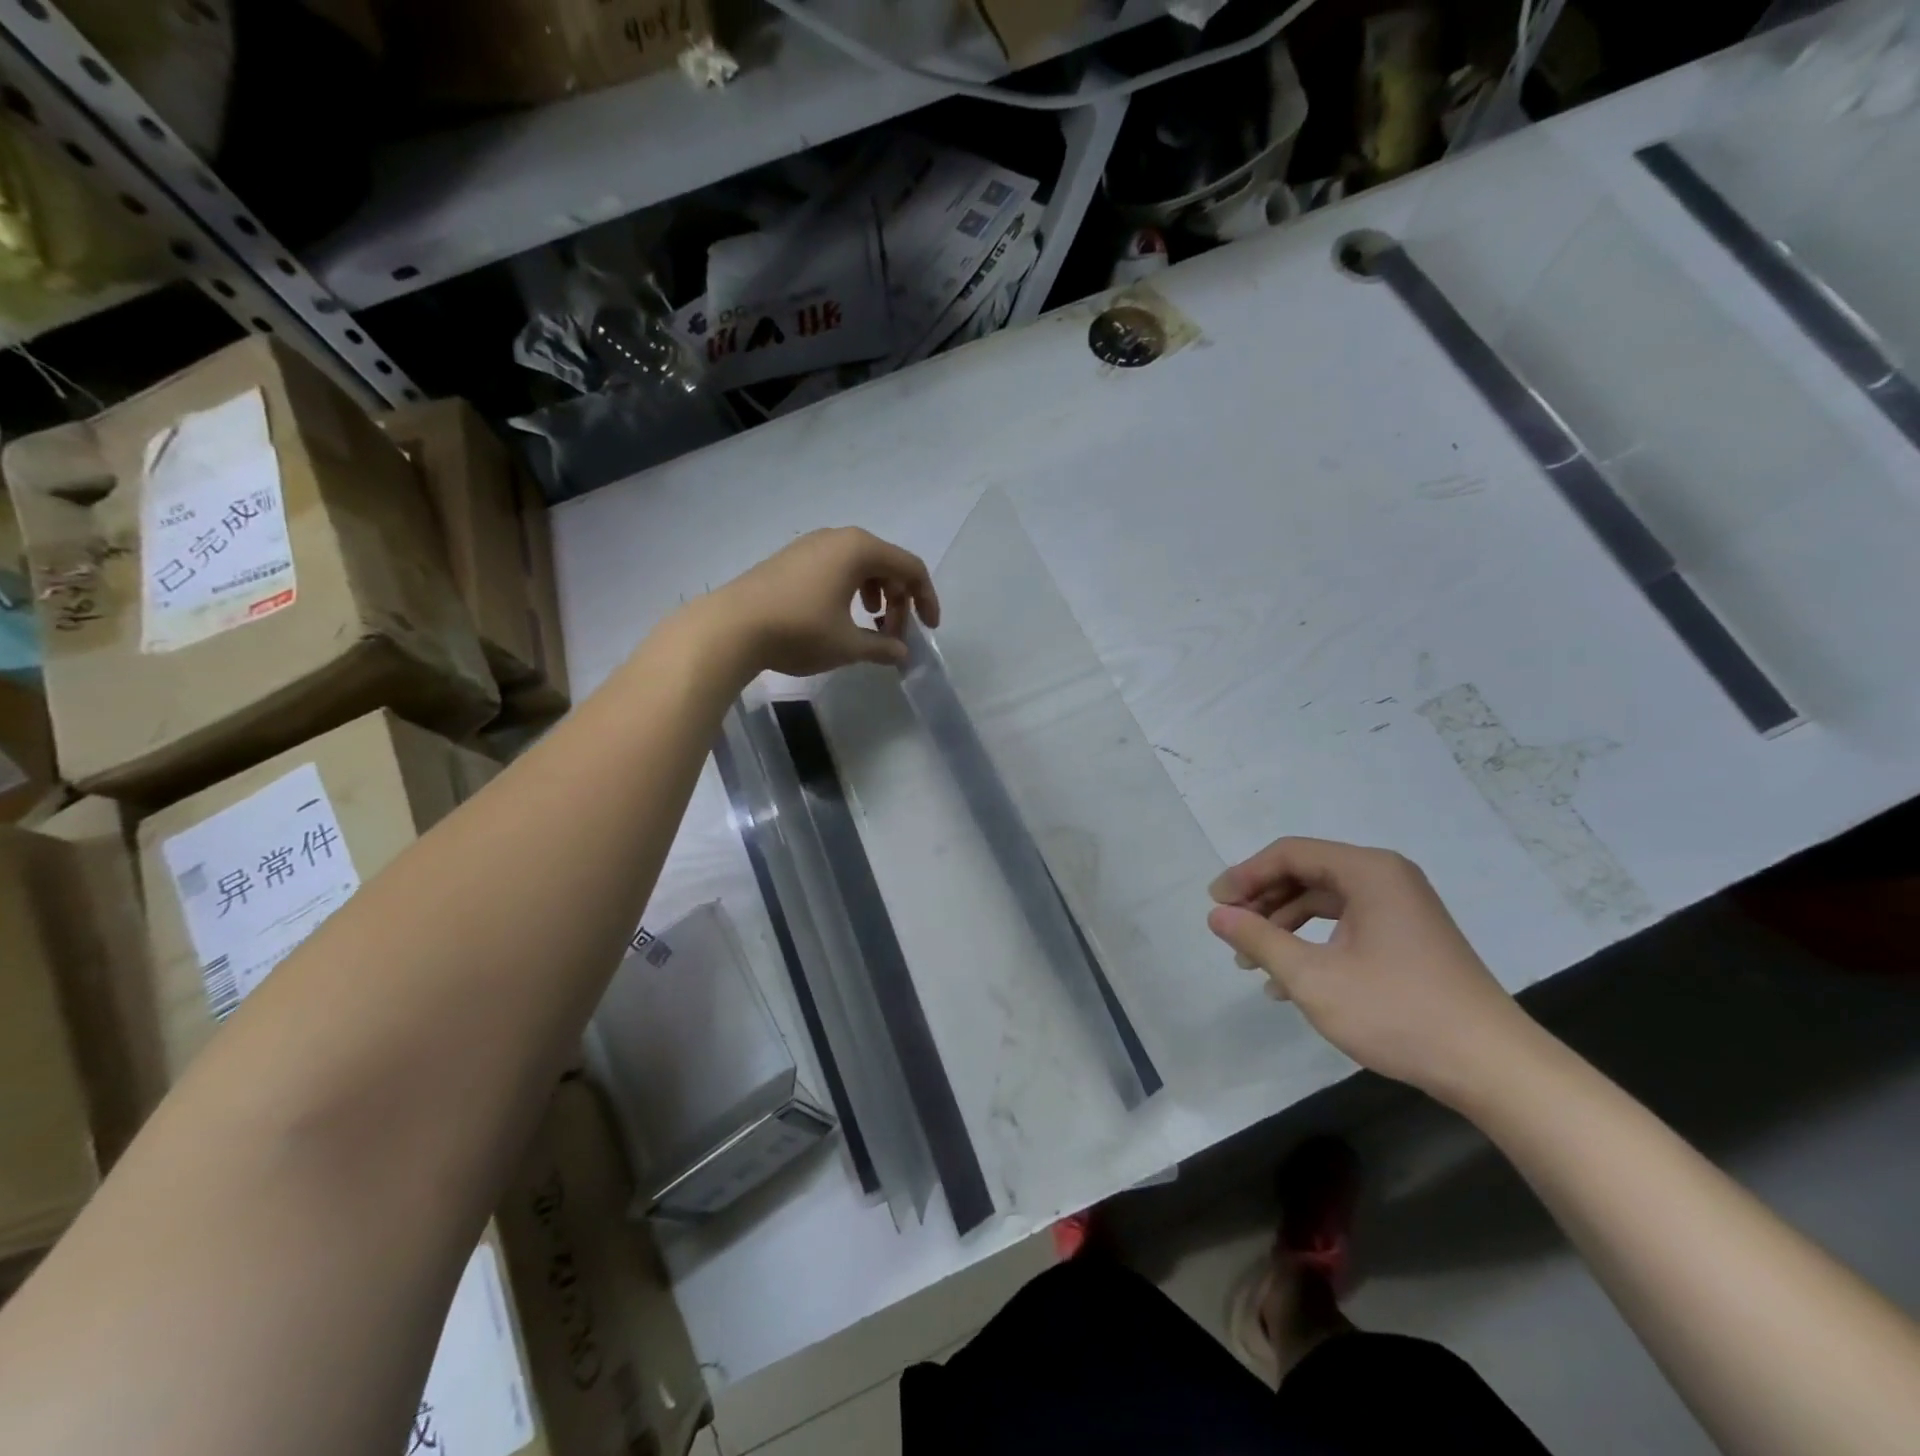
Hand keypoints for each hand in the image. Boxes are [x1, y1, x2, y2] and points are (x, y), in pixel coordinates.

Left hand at [707, 527, 939, 677]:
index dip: (926, 599)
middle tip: (893, 636)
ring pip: (860, 565)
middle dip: (899, 601)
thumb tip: (901, 653)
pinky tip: (840, 617)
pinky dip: (851, 590)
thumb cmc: (799, 631)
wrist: (731, 626)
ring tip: (870, 626)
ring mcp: (812, 545)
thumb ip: (882, 647)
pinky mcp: (791, 558)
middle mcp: (839, 538)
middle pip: (887, 564)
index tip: (929, 629)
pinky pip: (836, 567)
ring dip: (876, 595)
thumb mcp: (848, 645)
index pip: (910, 568)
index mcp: (860, 549)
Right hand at [1206, 838, 1534, 1100]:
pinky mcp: (1407, 937)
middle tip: (1230, 929)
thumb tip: (1217, 914)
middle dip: (1262, 900)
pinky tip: (1287, 980)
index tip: (1215, 904)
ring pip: (1324, 900)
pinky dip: (1312, 942)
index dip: (1246, 874)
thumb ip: (1259, 940)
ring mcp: (1401, 908)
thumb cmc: (1397, 1012)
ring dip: (1283, 924)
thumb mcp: (1313, 978)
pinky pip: (1345, 924)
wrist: (1492, 1067)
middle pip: (1306, 872)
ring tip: (1251, 960)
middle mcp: (1386, 878)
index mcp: (1368, 872)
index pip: (1290, 853)